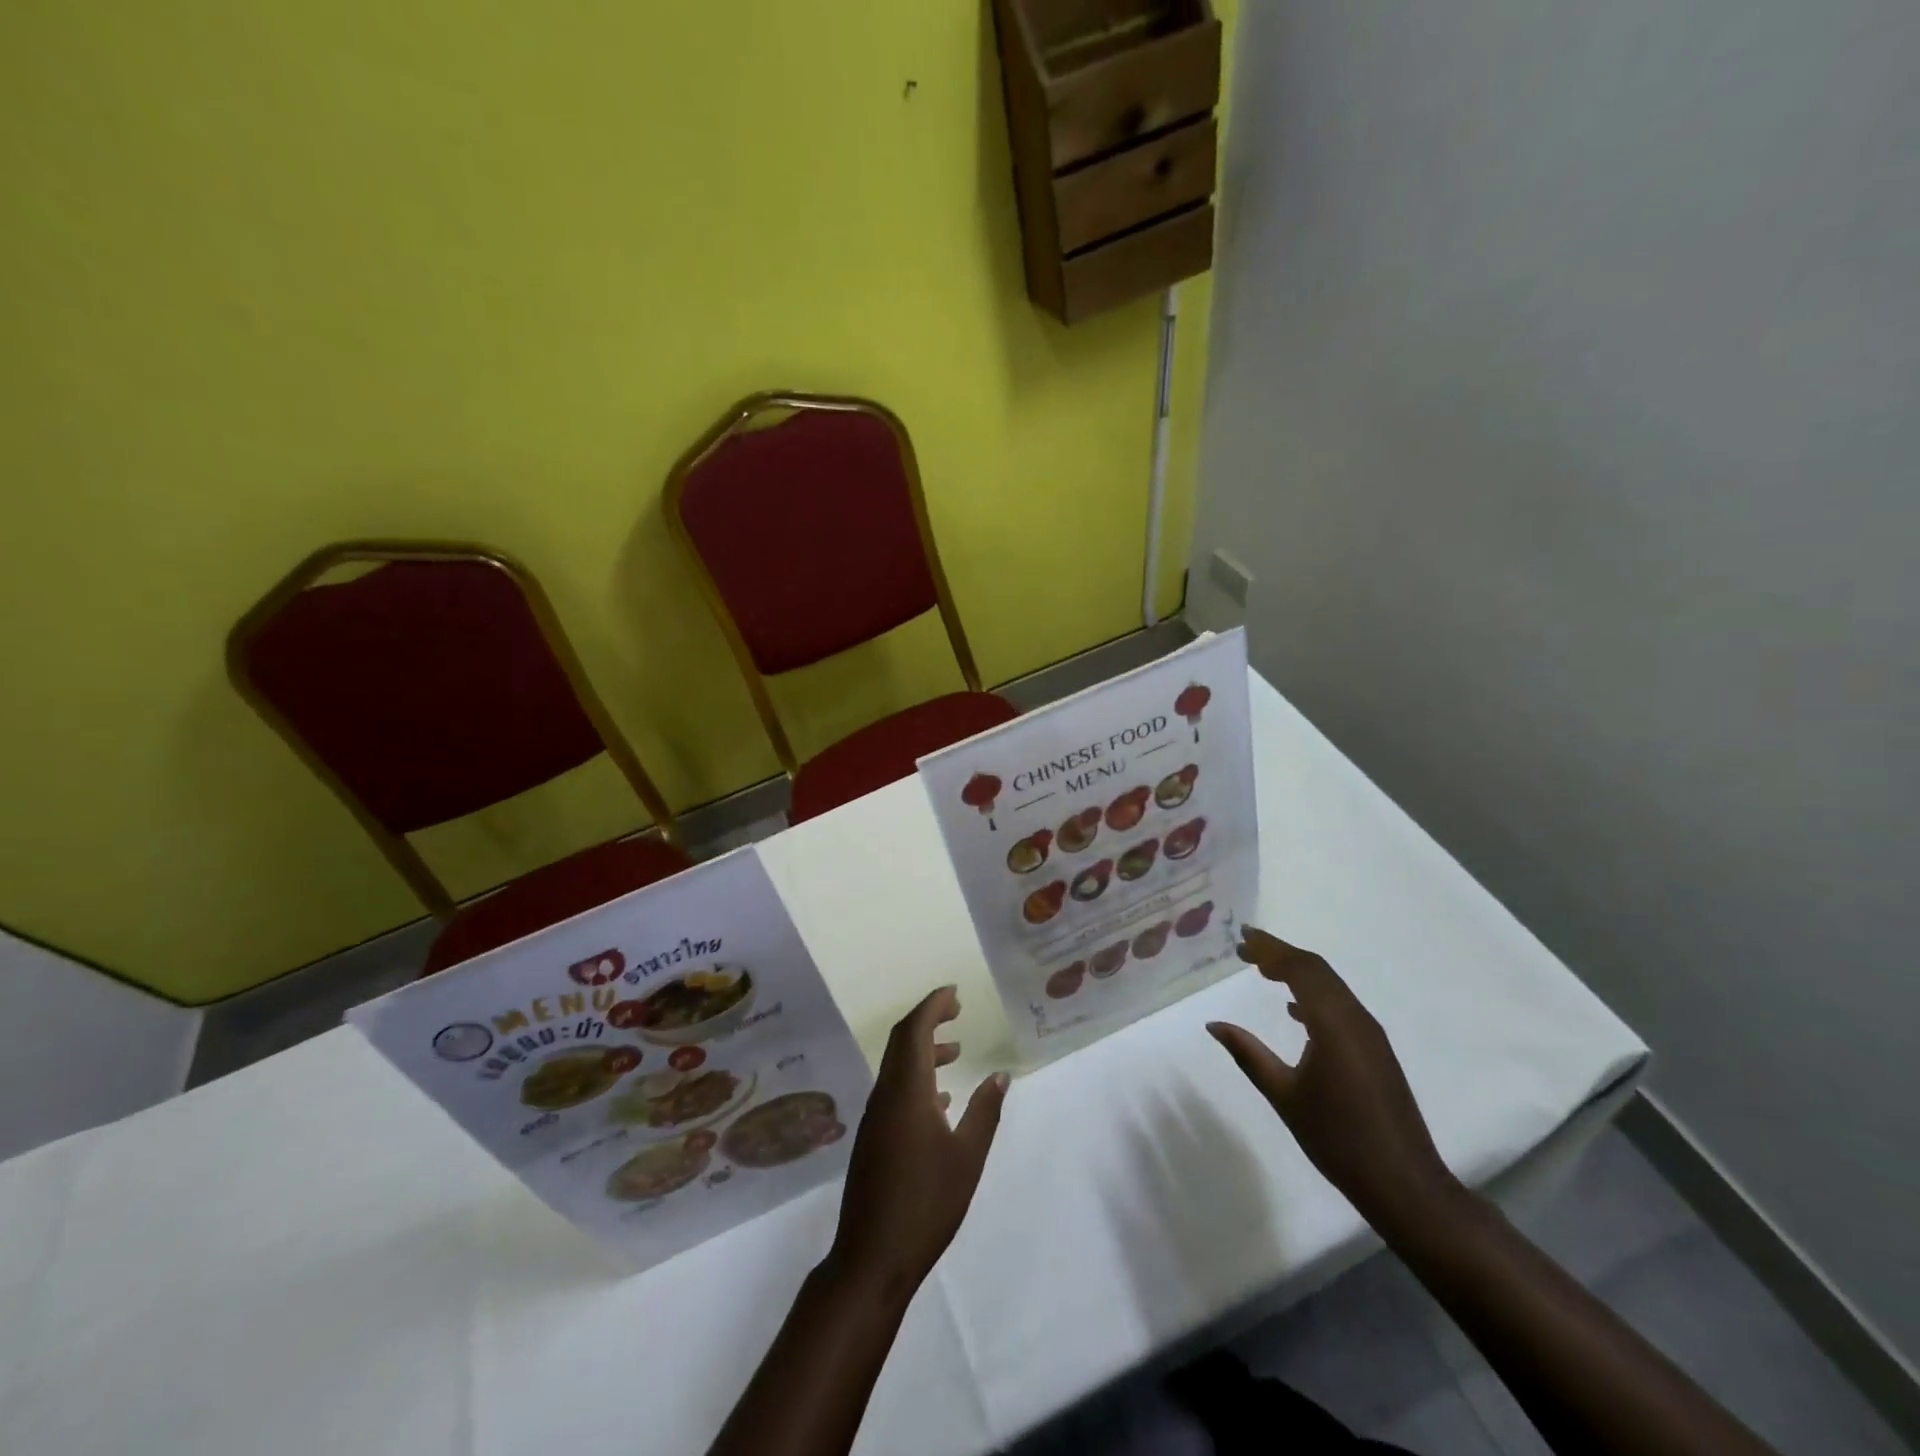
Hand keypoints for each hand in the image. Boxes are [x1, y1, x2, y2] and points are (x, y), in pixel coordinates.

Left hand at [828, 987, 1008, 1302]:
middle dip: (928, 1019)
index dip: (933, 1006)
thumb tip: (1000, 1074)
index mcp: (907, 1092)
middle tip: (957, 1011)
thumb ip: (985, 1111)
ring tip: (956, 1052)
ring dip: (924, 1050)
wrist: (872, 1259)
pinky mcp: (873, 1138)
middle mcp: (885, 1095)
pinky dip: (917, 1078)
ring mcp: (875, 1117)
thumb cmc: (927, 1204)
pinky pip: (894, 1089)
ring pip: (897, 1066)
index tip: (954, 993)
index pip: (915, 1031)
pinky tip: (940, 1099)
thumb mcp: (967, 1157)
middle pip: (902, 1041)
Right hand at [1208, 927, 1459, 1233]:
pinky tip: (1294, 1011)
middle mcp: (1356, 1020)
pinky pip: (1340, 1005)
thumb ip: (1248, 1054)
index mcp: (1334, 1025)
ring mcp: (1370, 1035)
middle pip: (1317, 970)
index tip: (1241, 939)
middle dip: (1281, 954)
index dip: (1270, 949)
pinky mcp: (1375, 1050)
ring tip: (1263, 969)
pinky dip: (1314, 994)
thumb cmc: (1338, 1139)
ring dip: (1297, 972)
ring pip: (1331, 986)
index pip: (1300, 970)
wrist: (1405, 1185)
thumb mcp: (1284, 1096)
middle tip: (1245, 947)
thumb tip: (1214, 1025)